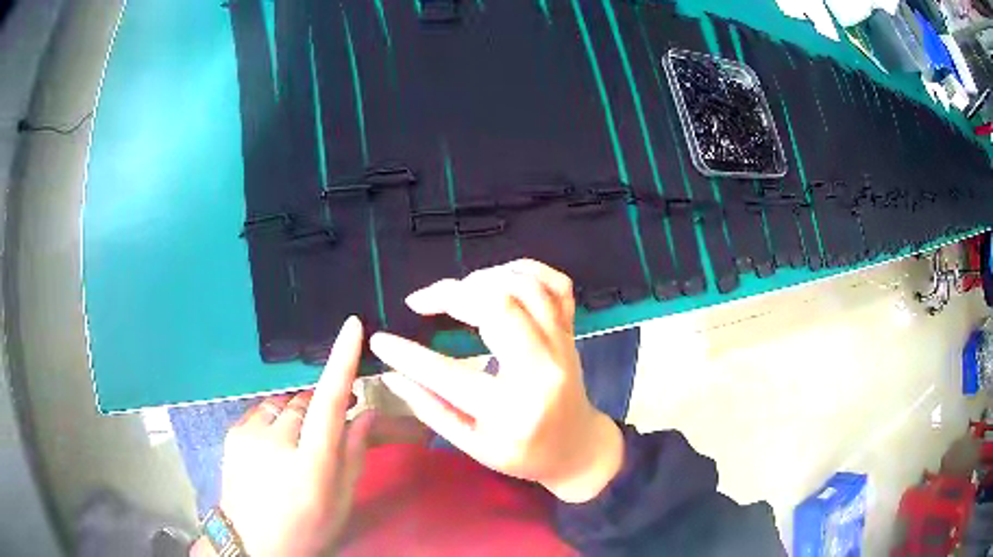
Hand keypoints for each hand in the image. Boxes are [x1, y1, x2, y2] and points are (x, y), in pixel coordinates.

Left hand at [216, 317, 373, 556]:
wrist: (251, 542)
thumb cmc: (306, 529)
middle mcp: (278, 442)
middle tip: (329, 429)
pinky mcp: (235, 432)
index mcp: (311, 465)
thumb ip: (353, 456)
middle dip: (322, 408)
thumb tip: (365, 415)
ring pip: (285, 404)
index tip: (352, 327)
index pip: (329, 404)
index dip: (341, 362)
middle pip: (307, 401)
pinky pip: (264, 411)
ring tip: (298, 445)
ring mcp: (250, 434)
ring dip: (298, 415)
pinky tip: (275, 446)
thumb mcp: (340, 503)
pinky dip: (276, 420)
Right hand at [372, 259, 623, 502]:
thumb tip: (391, 376)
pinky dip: (525, 269)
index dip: (407, 355)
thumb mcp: (474, 446)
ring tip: (456, 291)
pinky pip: (556, 284)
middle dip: (451, 295)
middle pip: (498, 306)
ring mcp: (562, 345)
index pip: (448, 375)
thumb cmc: (524, 454)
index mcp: (512, 409)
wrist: (578, 448)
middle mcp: (542, 370)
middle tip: (421, 302)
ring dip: (484, 278)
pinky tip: (499, 277)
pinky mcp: (570, 331)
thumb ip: (431, 410)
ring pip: (526, 287)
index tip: (379, 340)